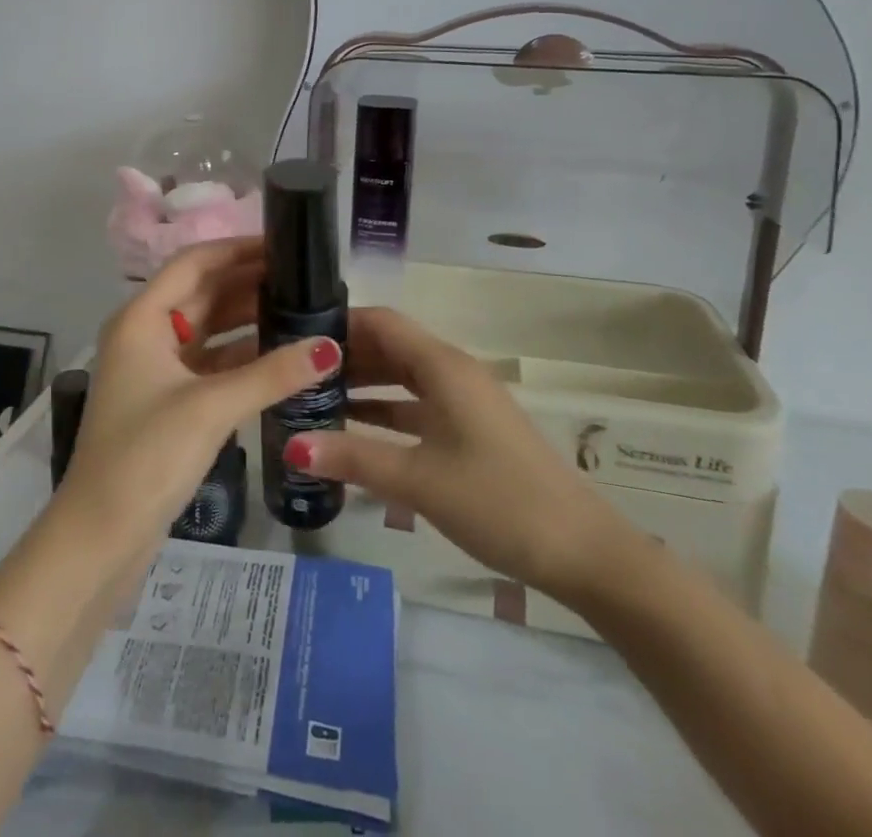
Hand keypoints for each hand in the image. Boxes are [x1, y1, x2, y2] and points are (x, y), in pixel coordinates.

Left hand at [59, 238, 340, 555]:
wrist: (100, 538)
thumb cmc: (146, 457)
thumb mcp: (211, 408)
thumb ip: (273, 373)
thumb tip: (331, 346)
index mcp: (141, 319)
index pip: (194, 263)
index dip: (237, 249)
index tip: (284, 246)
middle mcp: (145, 334)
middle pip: (202, 292)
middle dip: (248, 282)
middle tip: (303, 278)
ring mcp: (155, 369)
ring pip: (208, 328)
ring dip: (247, 318)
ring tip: (299, 308)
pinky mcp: (168, 401)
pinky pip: (210, 362)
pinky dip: (242, 355)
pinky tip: (280, 356)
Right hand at [284, 306, 614, 592]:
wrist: (580, 550)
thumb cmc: (497, 501)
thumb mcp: (418, 480)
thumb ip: (353, 458)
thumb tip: (290, 444)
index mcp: (442, 366)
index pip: (381, 321)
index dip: (339, 322)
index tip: (293, 335)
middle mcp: (452, 371)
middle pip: (389, 347)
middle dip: (344, 356)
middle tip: (293, 373)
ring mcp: (464, 401)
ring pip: (402, 377)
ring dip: (362, 385)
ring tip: (312, 400)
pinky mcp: (470, 429)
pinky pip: (417, 406)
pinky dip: (385, 412)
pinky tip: (354, 433)